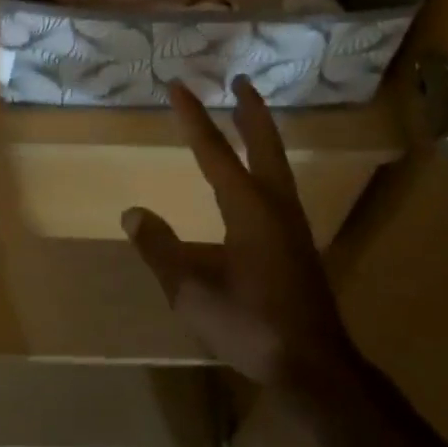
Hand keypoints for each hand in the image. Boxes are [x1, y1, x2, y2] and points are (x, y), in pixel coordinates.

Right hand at [123, 78, 358, 393]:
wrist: (314, 366)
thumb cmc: (251, 325)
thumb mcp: (192, 292)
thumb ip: (160, 250)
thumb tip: (133, 213)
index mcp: (248, 208)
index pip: (214, 151)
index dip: (194, 117)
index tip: (178, 85)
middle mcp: (274, 204)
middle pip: (263, 143)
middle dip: (250, 109)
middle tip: (240, 79)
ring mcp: (291, 222)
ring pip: (276, 162)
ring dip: (260, 133)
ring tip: (246, 115)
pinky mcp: (297, 242)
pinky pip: (280, 183)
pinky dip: (266, 161)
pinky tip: (257, 177)